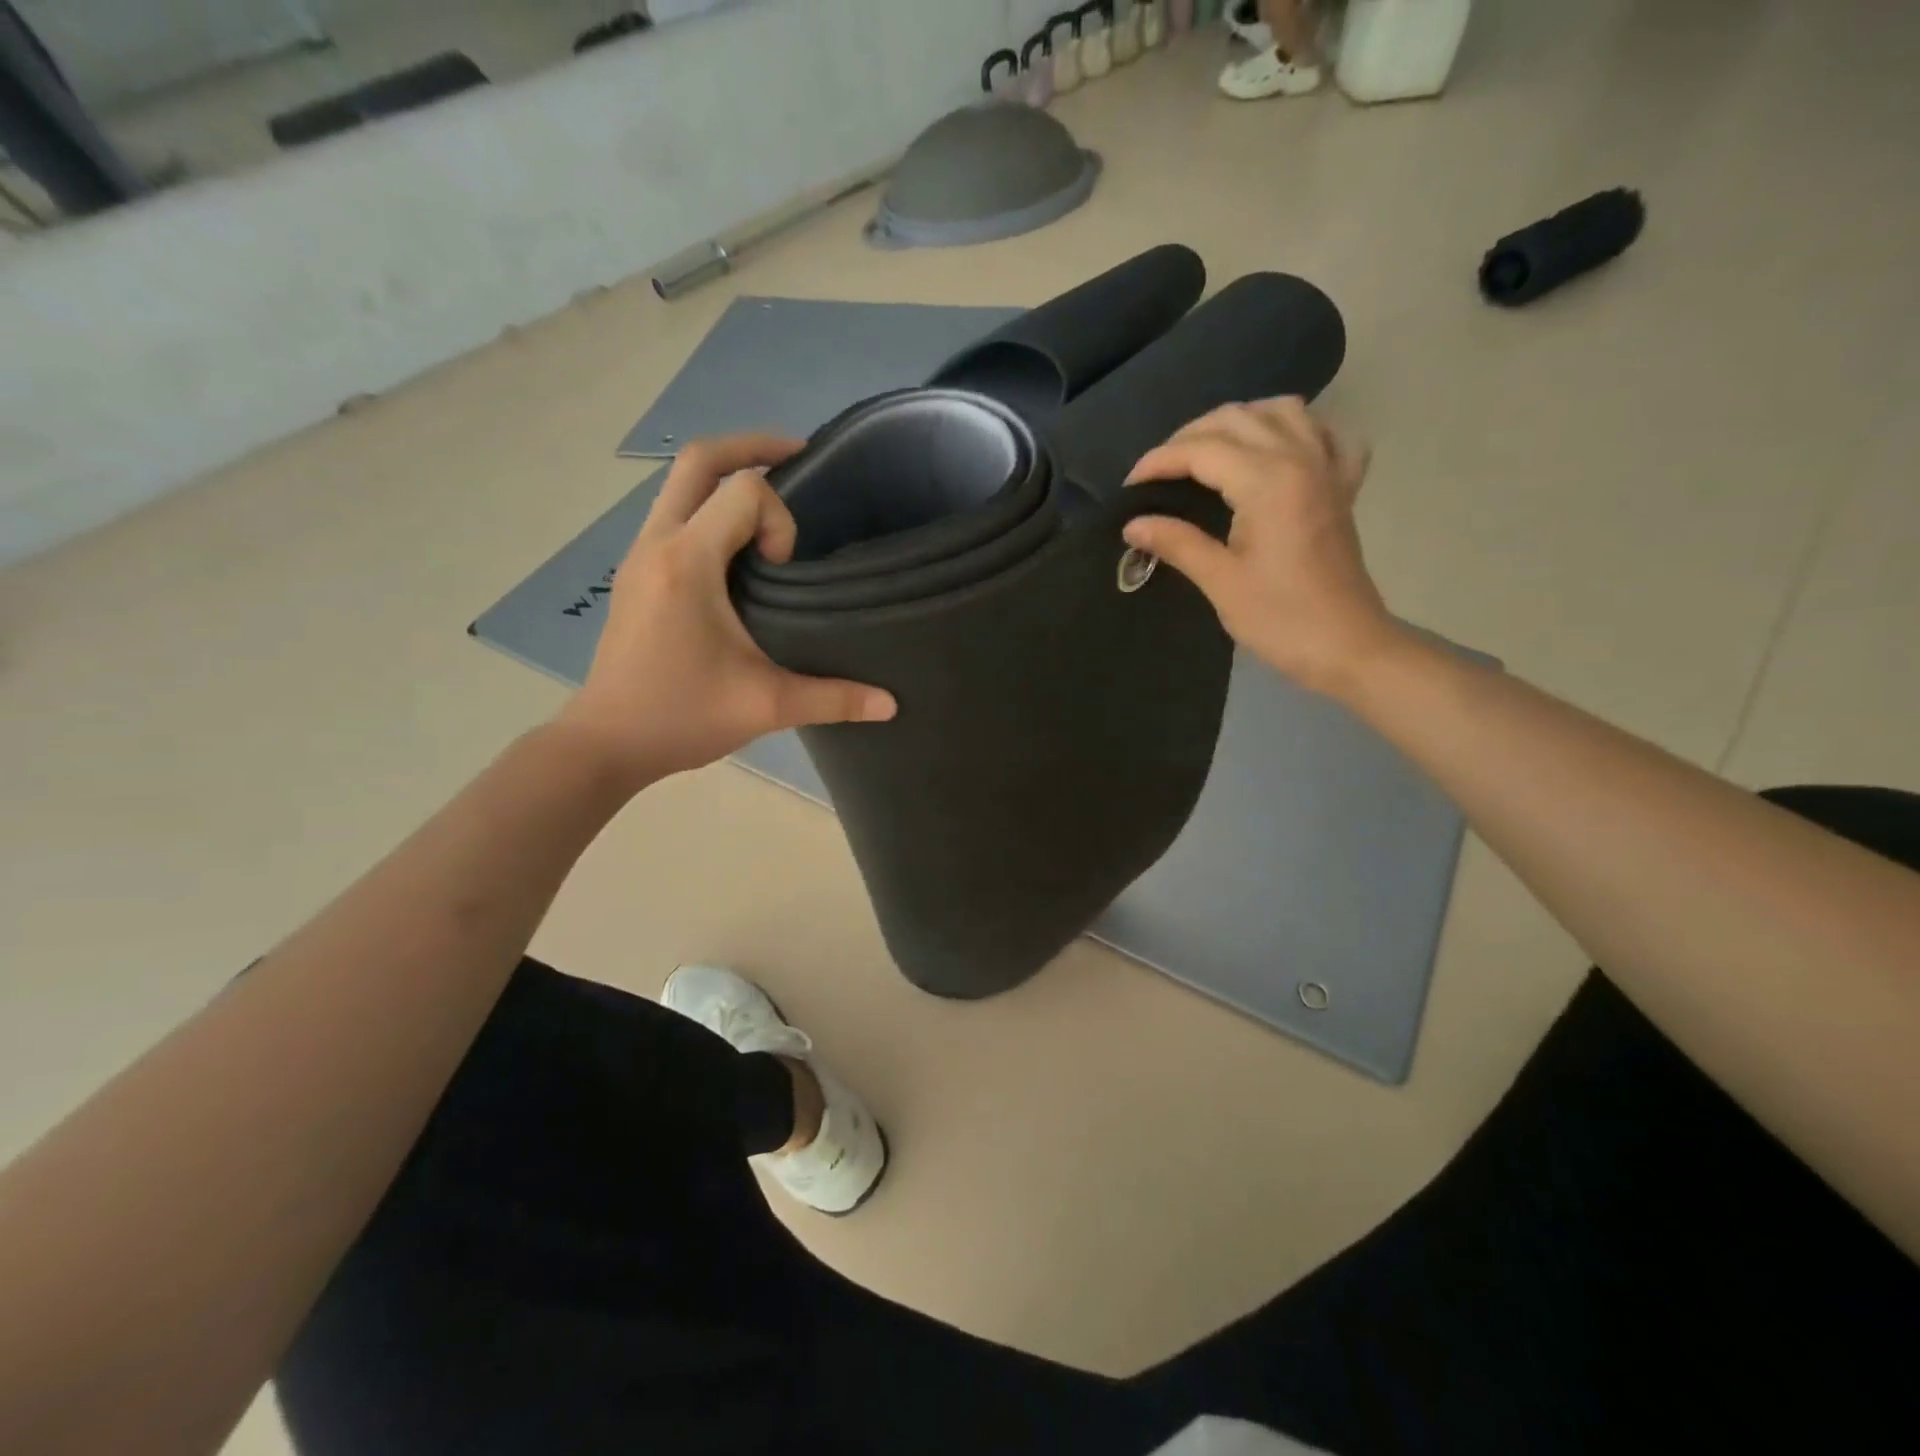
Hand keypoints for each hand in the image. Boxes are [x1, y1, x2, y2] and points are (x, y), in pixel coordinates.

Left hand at [558, 435, 895, 785]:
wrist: (606, 742)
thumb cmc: (681, 716)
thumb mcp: (766, 706)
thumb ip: (834, 699)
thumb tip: (891, 705)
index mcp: (687, 562)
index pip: (742, 490)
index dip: (780, 519)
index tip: (786, 570)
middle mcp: (657, 543)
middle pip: (699, 460)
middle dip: (752, 447)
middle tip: (800, 457)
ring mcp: (640, 555)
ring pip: (680, 483)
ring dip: (728, 478)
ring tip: (775, 502)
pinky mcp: (637, 573)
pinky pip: (675, 513)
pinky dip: (710, 507)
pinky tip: (740, 548)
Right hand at [1122, 397, 1402, 699]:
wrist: (1347, 646)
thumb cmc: (1281, 619)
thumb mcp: (1221, 582)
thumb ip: (1176, 543)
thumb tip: (1133, 524)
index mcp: (1268, 482)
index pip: (1202, 450)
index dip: (1159, 461)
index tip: (1130, 486)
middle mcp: (1300, 458)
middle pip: (1237, 419)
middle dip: (1189, 437)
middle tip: (1159, 472)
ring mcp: (1328, 468)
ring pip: (1282, 411)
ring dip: (1239, 421)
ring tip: (1209, 451)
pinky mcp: (1343, 486)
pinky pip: (1325, 433)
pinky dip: (1297, 429)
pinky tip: (1276, 449)